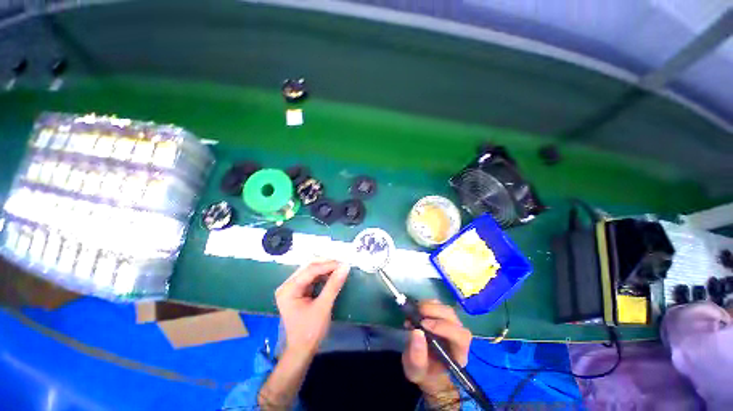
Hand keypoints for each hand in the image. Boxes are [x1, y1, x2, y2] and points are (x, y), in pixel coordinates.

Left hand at [275, 261, 349, 356]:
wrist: (302, 350)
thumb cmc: (310, 331)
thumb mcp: (323, 307)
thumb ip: (333, 285)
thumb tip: (345, 266)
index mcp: (288, 289)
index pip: (310, 270)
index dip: (328, 265)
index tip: (344, 264)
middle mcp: (287, 285)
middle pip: (309, 267)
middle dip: (326, 264)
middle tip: (342, 264)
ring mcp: (292, 287)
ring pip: (311, 270)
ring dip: (326, 268)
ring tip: (339, 268)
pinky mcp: (298, 290)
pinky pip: (312, 276)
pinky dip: (323, 274)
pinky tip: (332, 274)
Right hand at [402, 300, 471, 392]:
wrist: (424, 366)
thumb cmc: (424, 372)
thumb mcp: (416, 371)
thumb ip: (417, 356)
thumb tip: (416, 331)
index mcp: (458, 353)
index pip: (460, 336)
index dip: (443, 327)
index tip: (423, 324)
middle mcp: (458, 336)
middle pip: (453, 317)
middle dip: (435, 312)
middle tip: (417, 313)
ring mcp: (451, 323)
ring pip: (445, 308)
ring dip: (429, 306)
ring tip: (414, 311)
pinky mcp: (441, 316)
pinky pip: (438, 304)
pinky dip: (426, 304)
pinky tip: (416, 310)